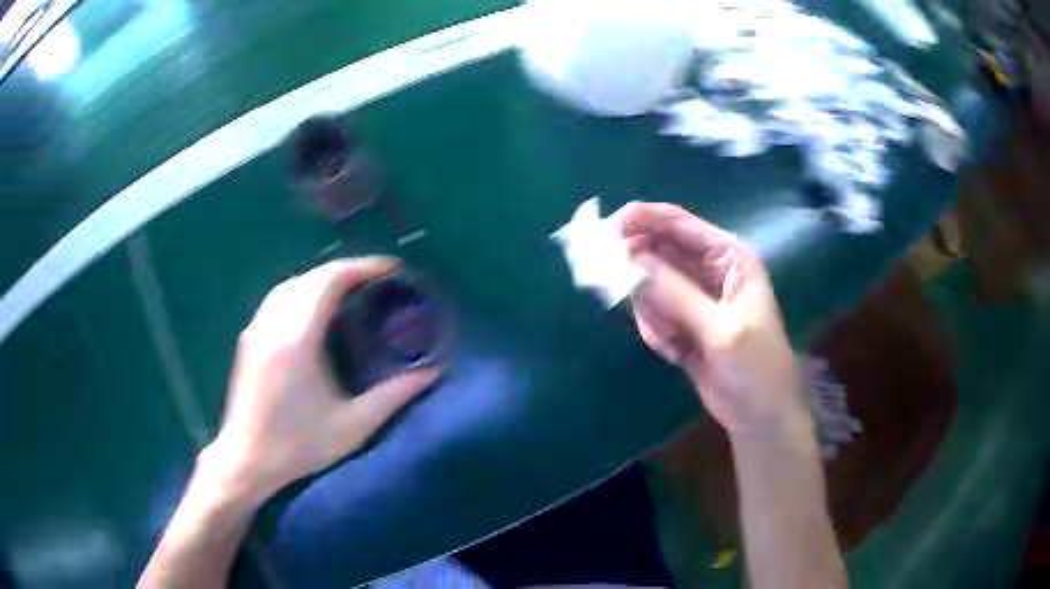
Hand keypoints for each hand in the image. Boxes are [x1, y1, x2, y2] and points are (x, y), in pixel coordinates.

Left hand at [202, 257, 442, 503]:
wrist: (246, 459)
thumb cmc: (298, 446)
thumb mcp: (353, 426)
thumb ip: (394, 396)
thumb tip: (432, 372)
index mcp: (297, 339)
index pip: (330, 280)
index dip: (363, 267)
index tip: (392, 269)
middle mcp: (274, 323)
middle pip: (311, 277)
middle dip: (347, 270)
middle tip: (378, 281)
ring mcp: (257, 328)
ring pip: (292, 284)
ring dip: (323, 279)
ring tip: (352, 290)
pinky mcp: (249, 338)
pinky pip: (279, 298)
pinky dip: (303, 291)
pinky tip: (316, 309)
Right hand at [612, 203, 807, 436]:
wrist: (760, 416)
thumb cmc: (756, 368)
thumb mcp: (721, 330)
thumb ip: (676, 294)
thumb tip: (628, 259)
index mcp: (728, 257)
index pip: (677, 223)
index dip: (640, 219)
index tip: (604, 231)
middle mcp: (709, 269)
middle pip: (657, 250)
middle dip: (636, 269)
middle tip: (611, 283)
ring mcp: (693, 297)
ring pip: (649, 285)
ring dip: (651, 312)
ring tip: (674, 340)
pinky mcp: (681, 322)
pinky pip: (651, 314)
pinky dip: (655, 331)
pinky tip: (677, 352)